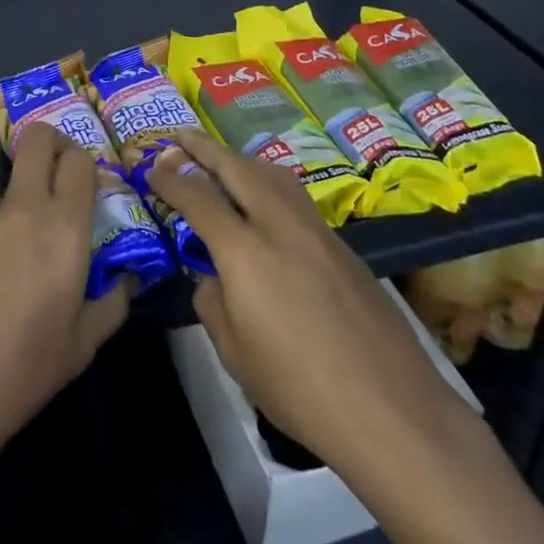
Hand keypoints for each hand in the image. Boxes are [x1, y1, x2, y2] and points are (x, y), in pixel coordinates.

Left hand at [0, 122, 130, 461]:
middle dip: (55, 142)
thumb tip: (128, 277)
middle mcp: (26, 205)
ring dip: (21, 149)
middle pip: (43, 141)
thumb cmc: (18, 373)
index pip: (81, 163)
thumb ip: (112, 303)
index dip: (85, 164)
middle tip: (57, 164)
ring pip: (6, 152)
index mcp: (65, 230)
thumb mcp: (81, 346)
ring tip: (25, 153)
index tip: (84, 182)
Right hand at [146, 129, 468, 480]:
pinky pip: (296, 197)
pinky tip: (266, 201)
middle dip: (205, 148)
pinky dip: (270, 183)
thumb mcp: (234, 353)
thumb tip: (212, 278)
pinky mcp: (342, 245)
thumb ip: (213, 302)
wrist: (390, 408)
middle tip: (182, 136)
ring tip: (223, 159)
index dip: (171, 179)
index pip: (197, 198)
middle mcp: (279, 226)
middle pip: (237, 168)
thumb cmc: (299, 389)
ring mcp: (316, 231)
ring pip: (273, 174)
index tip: (153, 166)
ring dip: (241, 160)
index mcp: (244, 252)